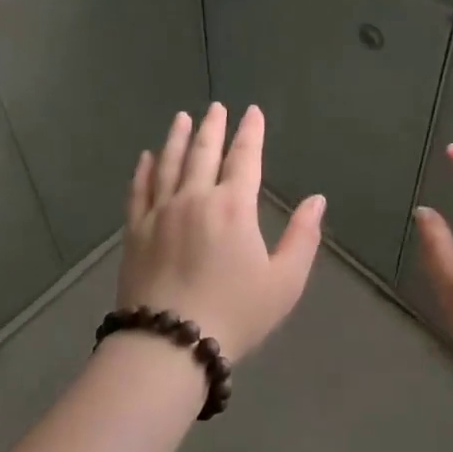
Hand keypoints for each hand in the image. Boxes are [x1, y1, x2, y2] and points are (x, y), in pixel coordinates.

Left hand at [116, 104, 324, 361]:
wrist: (169, 344)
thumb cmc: (234, 314)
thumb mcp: (283, 282)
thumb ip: (302, 237)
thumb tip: (316, 200)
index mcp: (233, 206)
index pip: (244, 158)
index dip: (250, 132)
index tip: (252, 111)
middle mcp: (195, 198)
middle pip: (203, 152)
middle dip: (212, 126)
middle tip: (216, 107)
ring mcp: (160, 212)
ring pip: (169, 163)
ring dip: (177, 137)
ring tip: (181, 118)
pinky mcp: (136, 230)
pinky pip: (139, 190)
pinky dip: (144, 169)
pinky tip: (146, 157)